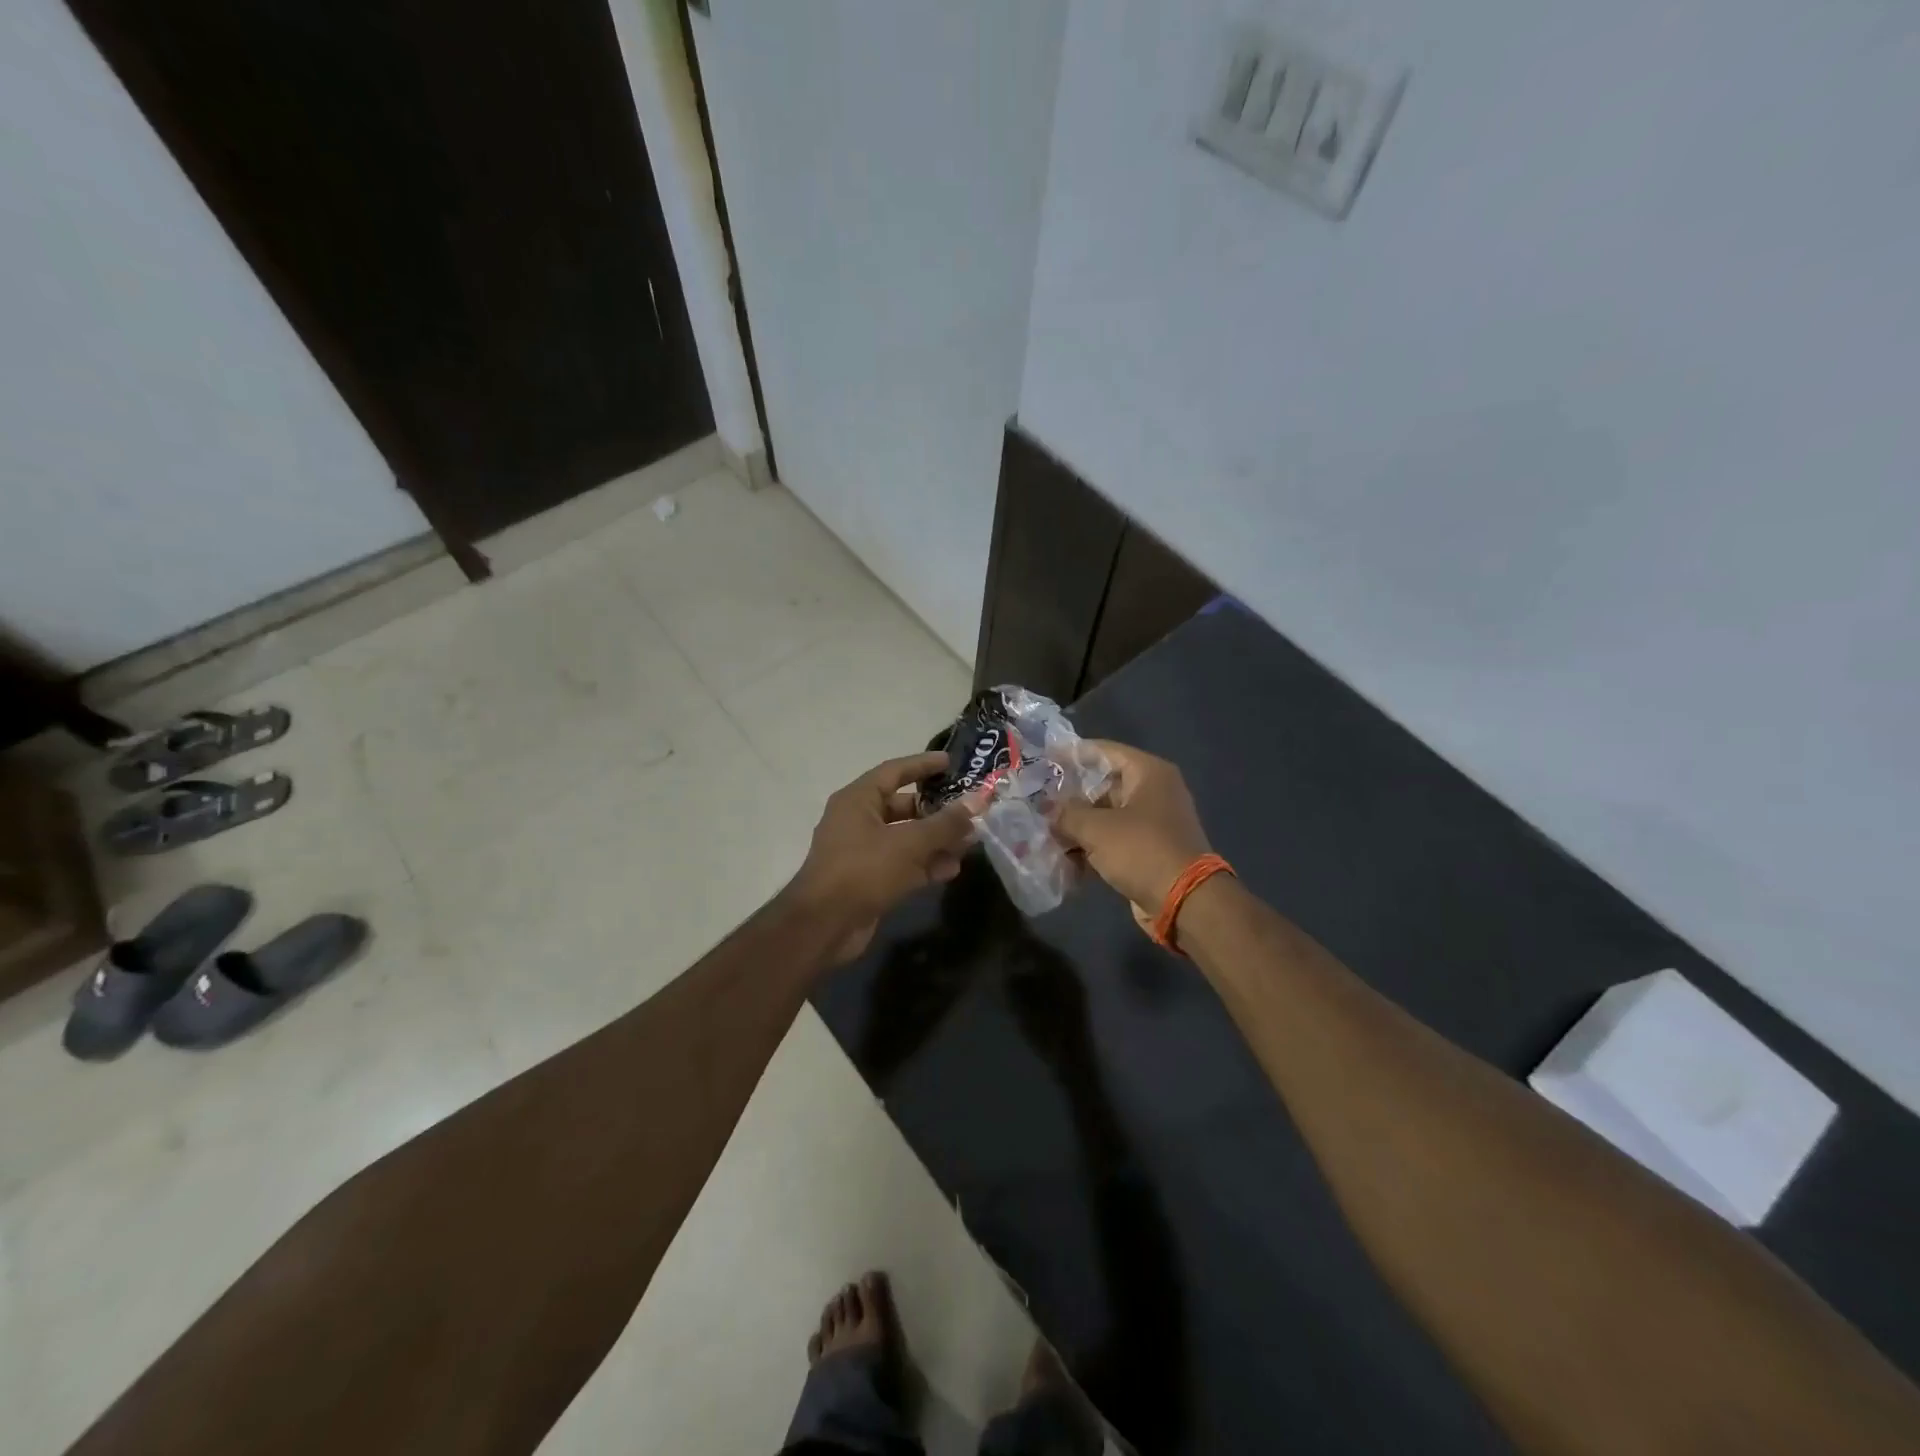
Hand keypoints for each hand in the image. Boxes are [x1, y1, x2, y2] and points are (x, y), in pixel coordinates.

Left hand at [788, 752, 981, 962]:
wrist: (824, 926)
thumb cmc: (863, 870)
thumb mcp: (909, 843)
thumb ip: (946, 823)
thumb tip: (979, 800)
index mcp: (858, 800)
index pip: (894, 771)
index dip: (923, 765)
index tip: (951, 762)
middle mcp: (858, 821)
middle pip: (903, 807)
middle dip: (937, 811)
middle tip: (969, 811)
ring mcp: (862, 852)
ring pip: (906, 838)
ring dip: (936, 841)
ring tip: (968, 844)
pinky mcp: (869, 880)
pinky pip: (902, 864)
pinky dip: (925, 865)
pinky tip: (951, 870)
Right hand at [1054, 741, 1211, 925]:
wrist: (1186, 902)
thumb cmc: (1142, 851)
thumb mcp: (1097, 828)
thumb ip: (1067, 813)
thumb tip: (1049, 809)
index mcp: (1148, 772)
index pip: (1104, 751)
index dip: (1072, 754)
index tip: (1043, 760)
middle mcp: (1154, 791)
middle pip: (1103, 785)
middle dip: (1070, 798)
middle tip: (1038, 803)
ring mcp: (1153, 822)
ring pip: (1106, 816)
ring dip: (1078, 826)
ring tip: (1045, 834)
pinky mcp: (1149, 849)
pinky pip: (1114, 840)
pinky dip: (1092, 847)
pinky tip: (1065, 861)